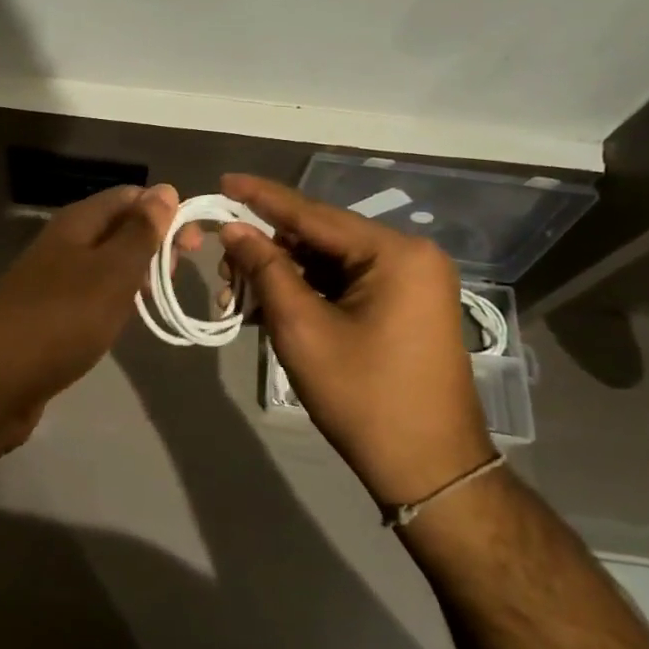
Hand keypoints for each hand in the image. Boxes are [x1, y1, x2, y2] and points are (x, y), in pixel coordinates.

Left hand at [0, 184, 178, 437]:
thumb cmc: (62, 318)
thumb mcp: (112, 272)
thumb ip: (140, 232)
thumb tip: (165, 190)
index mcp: (77, 223)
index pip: (128, 196)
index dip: (164, 211)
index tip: (194, 243)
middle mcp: (62, 243)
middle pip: (115, 228)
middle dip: (152, 243)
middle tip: (179, 273)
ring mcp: (51, 279)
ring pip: (103, 262)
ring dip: (135, 272)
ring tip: (160, 295)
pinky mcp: (47, 313)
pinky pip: (89, 293)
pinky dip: (113, 299)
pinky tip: (125, 318)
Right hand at [217, 174, 494, 506]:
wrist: (427, 467)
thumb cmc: (362, 395)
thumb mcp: (302, 328)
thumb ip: (266, 269)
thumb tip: (234, 229)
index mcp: (394, 254)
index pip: (313, 214)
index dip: (262, 198)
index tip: (223, 181)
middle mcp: (409, 257)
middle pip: (320, 238)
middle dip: (267, 250)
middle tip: (222, 268)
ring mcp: (411, 283)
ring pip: (329, 264)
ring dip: (282, 276)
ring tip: (237, 296)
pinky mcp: (405, 308)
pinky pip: (345, 285)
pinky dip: (307, 294)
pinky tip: (269, 308)